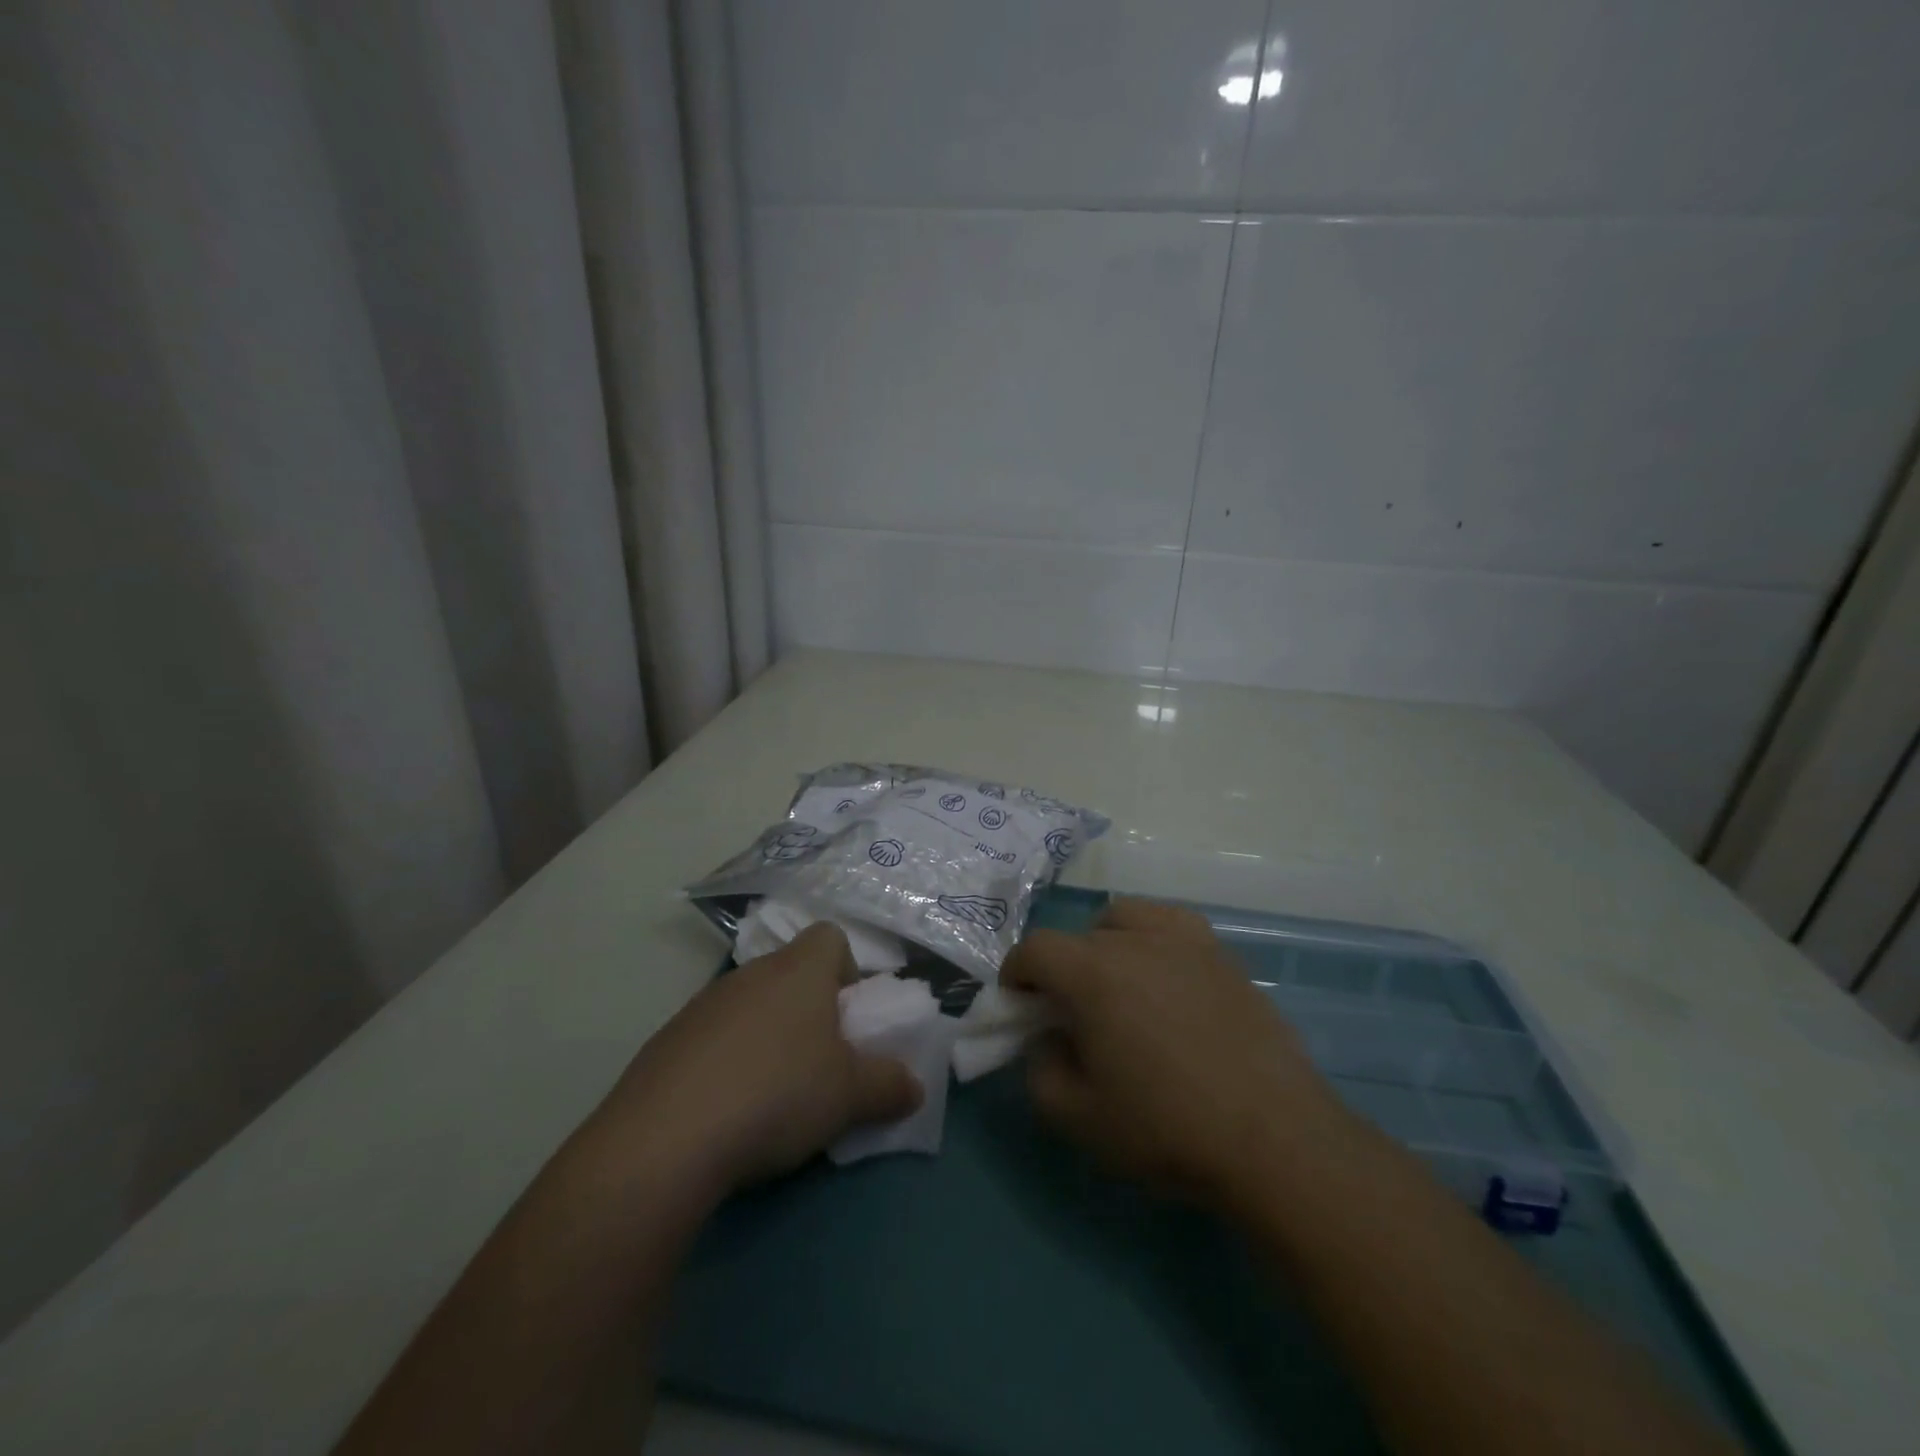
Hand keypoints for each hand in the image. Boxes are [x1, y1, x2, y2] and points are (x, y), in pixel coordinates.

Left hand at [589, 923, 920, 1195]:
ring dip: (766, 1037)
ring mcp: (702, 1005)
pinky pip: (712, 1038)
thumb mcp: (850, 1096)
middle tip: (818, 1063)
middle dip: (809, 1011)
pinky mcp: (666, 1041)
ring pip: (750, 1006)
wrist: (664, 1138)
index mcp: (799, 970)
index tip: (849, 1019)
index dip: (847, 970)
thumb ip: (890, 1086)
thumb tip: (913, 1087)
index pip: (830, 937)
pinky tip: (725, 1110)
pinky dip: (726, 1062)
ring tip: (770, 1094)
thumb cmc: (777, 1094)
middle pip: (790, 973)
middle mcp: (751, 974)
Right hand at [1002, 898, 1351, 1207]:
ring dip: (1105, 942)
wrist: (1274, 1140)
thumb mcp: (1077, 1118)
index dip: (1017, 974)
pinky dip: (1153, 938)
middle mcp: (1135, 941)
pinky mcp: (1223, 956)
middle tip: (1070, 1015)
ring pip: (1125, 917)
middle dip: (1060, 969)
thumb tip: (1046, 1038)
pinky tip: (1166, 977)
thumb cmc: (1167, 1129)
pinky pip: (1173, 924)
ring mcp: (1185, 942)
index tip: (1019, 1006)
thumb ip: (1039, 1070)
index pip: (1036, 949)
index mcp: (1093, 973)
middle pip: (1078, 937)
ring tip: (1118, 986)